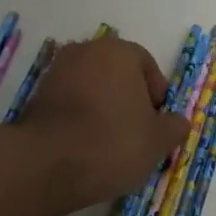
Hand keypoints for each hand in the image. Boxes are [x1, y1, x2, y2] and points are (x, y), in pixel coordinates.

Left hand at [15, 37, 192, 204]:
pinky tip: (85, 146)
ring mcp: (57, 71)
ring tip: (109, 145)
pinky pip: (70, 103)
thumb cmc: (113, 143)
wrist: (47, 165)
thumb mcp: (158, 141)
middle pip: (118, 75)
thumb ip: (174, 126)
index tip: (156, 126)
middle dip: (129, 101)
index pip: (147, 66)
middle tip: (136, 135)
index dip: (157, 98)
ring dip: (103, 109)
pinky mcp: (36, 96)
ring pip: (92, 88)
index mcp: (119, 51)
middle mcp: (86, 51)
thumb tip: (178, 122)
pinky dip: (79, 119)